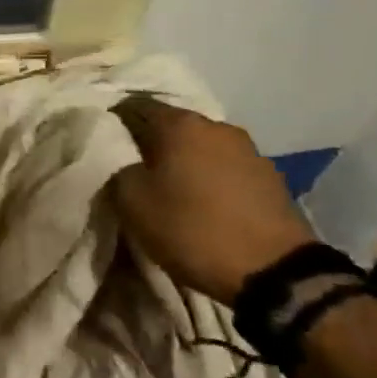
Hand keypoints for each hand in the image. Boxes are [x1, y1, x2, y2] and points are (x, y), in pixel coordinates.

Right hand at [112, 97, 315, 303]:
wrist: (274, 271)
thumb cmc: (193, 229)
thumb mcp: (133, 202)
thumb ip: (118, 168)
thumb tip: (119, 155)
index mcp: (180, 124)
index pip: (134, 105)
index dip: (113, 122)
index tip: (102, 146)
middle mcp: (215, 125)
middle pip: (170, 124)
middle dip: (149, 142)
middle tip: (132, 169)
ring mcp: (247, 149)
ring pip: (199, 145)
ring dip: (182, 160)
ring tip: (169, 187)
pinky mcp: (268, 175)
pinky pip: (223, 166)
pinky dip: (207, 176)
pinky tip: (202, 201)